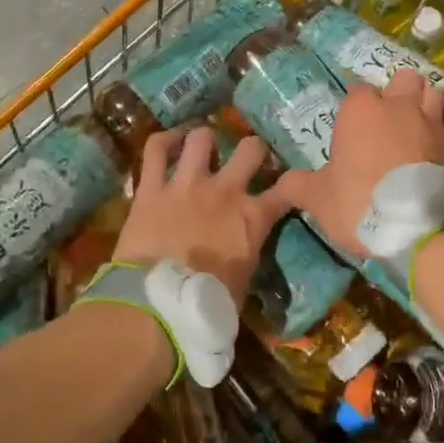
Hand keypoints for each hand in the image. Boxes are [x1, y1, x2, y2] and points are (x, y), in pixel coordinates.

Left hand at [114, 127, 294, 300]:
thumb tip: (244, 254)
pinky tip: (168, 141)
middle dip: (253, 149)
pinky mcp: (152, 187)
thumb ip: (248, 255)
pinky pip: (155, 149)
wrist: (159, 302)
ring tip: (203, 146)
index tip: (290, 184)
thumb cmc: (207, 304)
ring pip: (202, 138)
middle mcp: (225, 191)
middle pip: (250, 149)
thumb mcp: (243, 282)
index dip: (291, 184)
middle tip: (247, 156)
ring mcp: (187, 184)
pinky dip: (163, 141)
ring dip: (205, 140)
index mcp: (252, 218)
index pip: (286, 191)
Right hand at [273, 70, 443, 259]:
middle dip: (398, 93)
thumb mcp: (318, 199)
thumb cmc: (361, 203)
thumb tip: (280, 184)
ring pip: (433, 94)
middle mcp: (400, 106)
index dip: (354, 110)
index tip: (351, 133)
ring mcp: (434, 122)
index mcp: (362, 111)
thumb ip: (297, 186)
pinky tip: (437, 152)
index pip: (357, 92)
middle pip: (404, 79)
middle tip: (388, 121)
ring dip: (425, 105)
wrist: (421, 228)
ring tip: (415, 128)